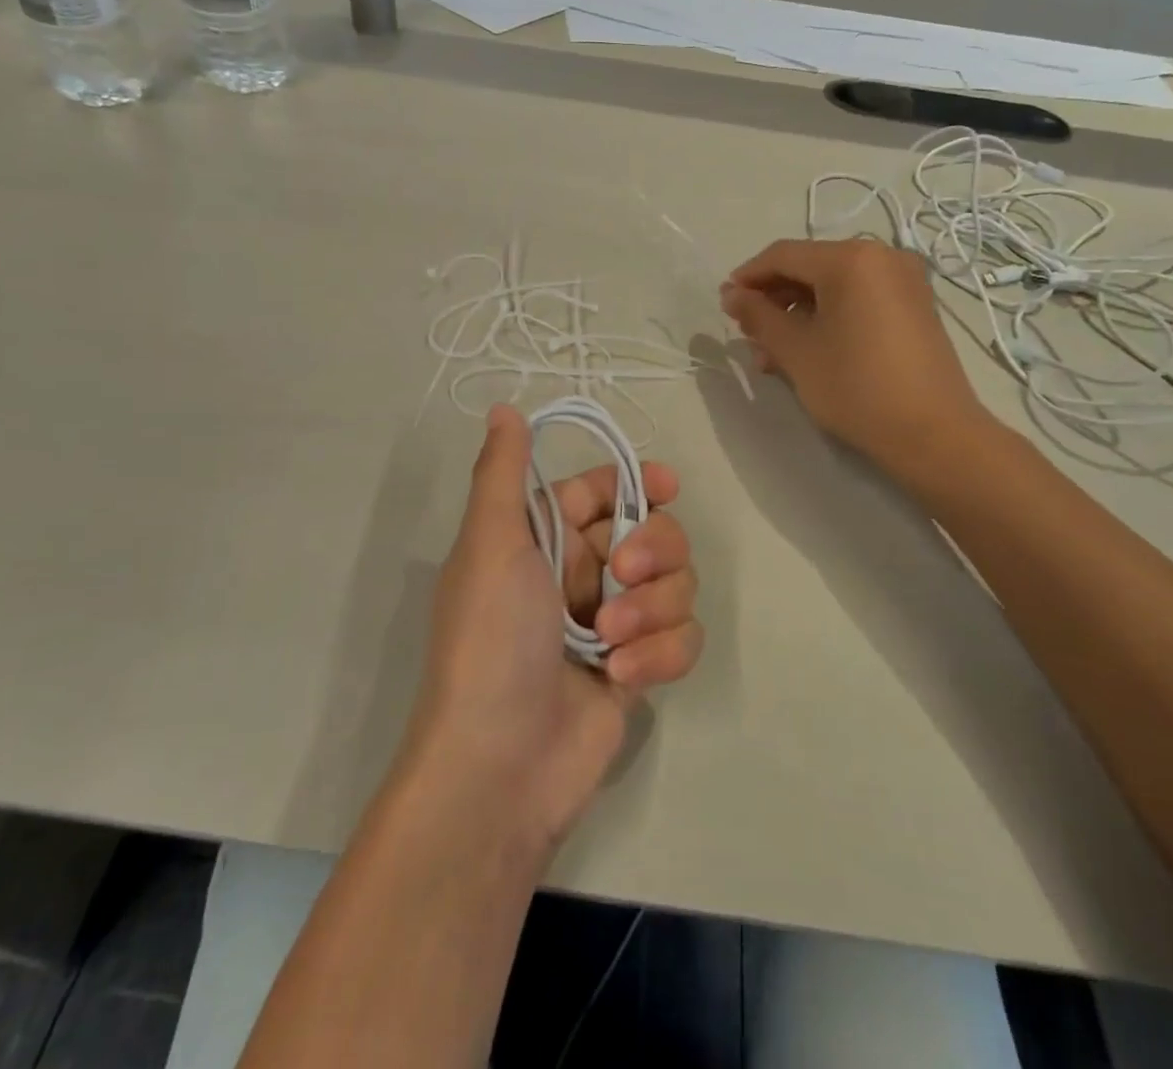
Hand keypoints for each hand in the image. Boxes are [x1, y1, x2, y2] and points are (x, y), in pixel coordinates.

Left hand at [402, 404, 703, 853]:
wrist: (500, 765)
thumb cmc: (491, 640)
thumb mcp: (491, 545)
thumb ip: (502, 473)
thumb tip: (504, 409)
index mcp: (546, 538)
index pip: (607, 490)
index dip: (641, 482)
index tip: (668, 485)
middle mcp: (582, 573)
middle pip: (654, 533)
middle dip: (652, 553)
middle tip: (621, 578)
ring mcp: (614, 623)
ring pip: (676, 585)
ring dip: (652, 611)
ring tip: (610, 645)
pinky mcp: (639, 669)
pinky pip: (681, 639)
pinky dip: (660, 655)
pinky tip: (623, 680)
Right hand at [719, 238, 994, 476]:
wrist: (932, 434)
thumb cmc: (855, 386)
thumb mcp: (796, 350)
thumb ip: (758, 315)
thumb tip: (731, 294)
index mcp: (851, 259)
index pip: (783, 255)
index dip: (748, 277)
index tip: (724, 305)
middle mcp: (882, 257)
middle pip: (810, 268)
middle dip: (773, 300)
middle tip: (748, 334)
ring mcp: (903, 282)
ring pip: (833, 288)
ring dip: (797, 314)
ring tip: (772, 354)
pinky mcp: (914, 307)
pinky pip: (858, 300)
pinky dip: (828, 318)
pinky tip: (806, 351)